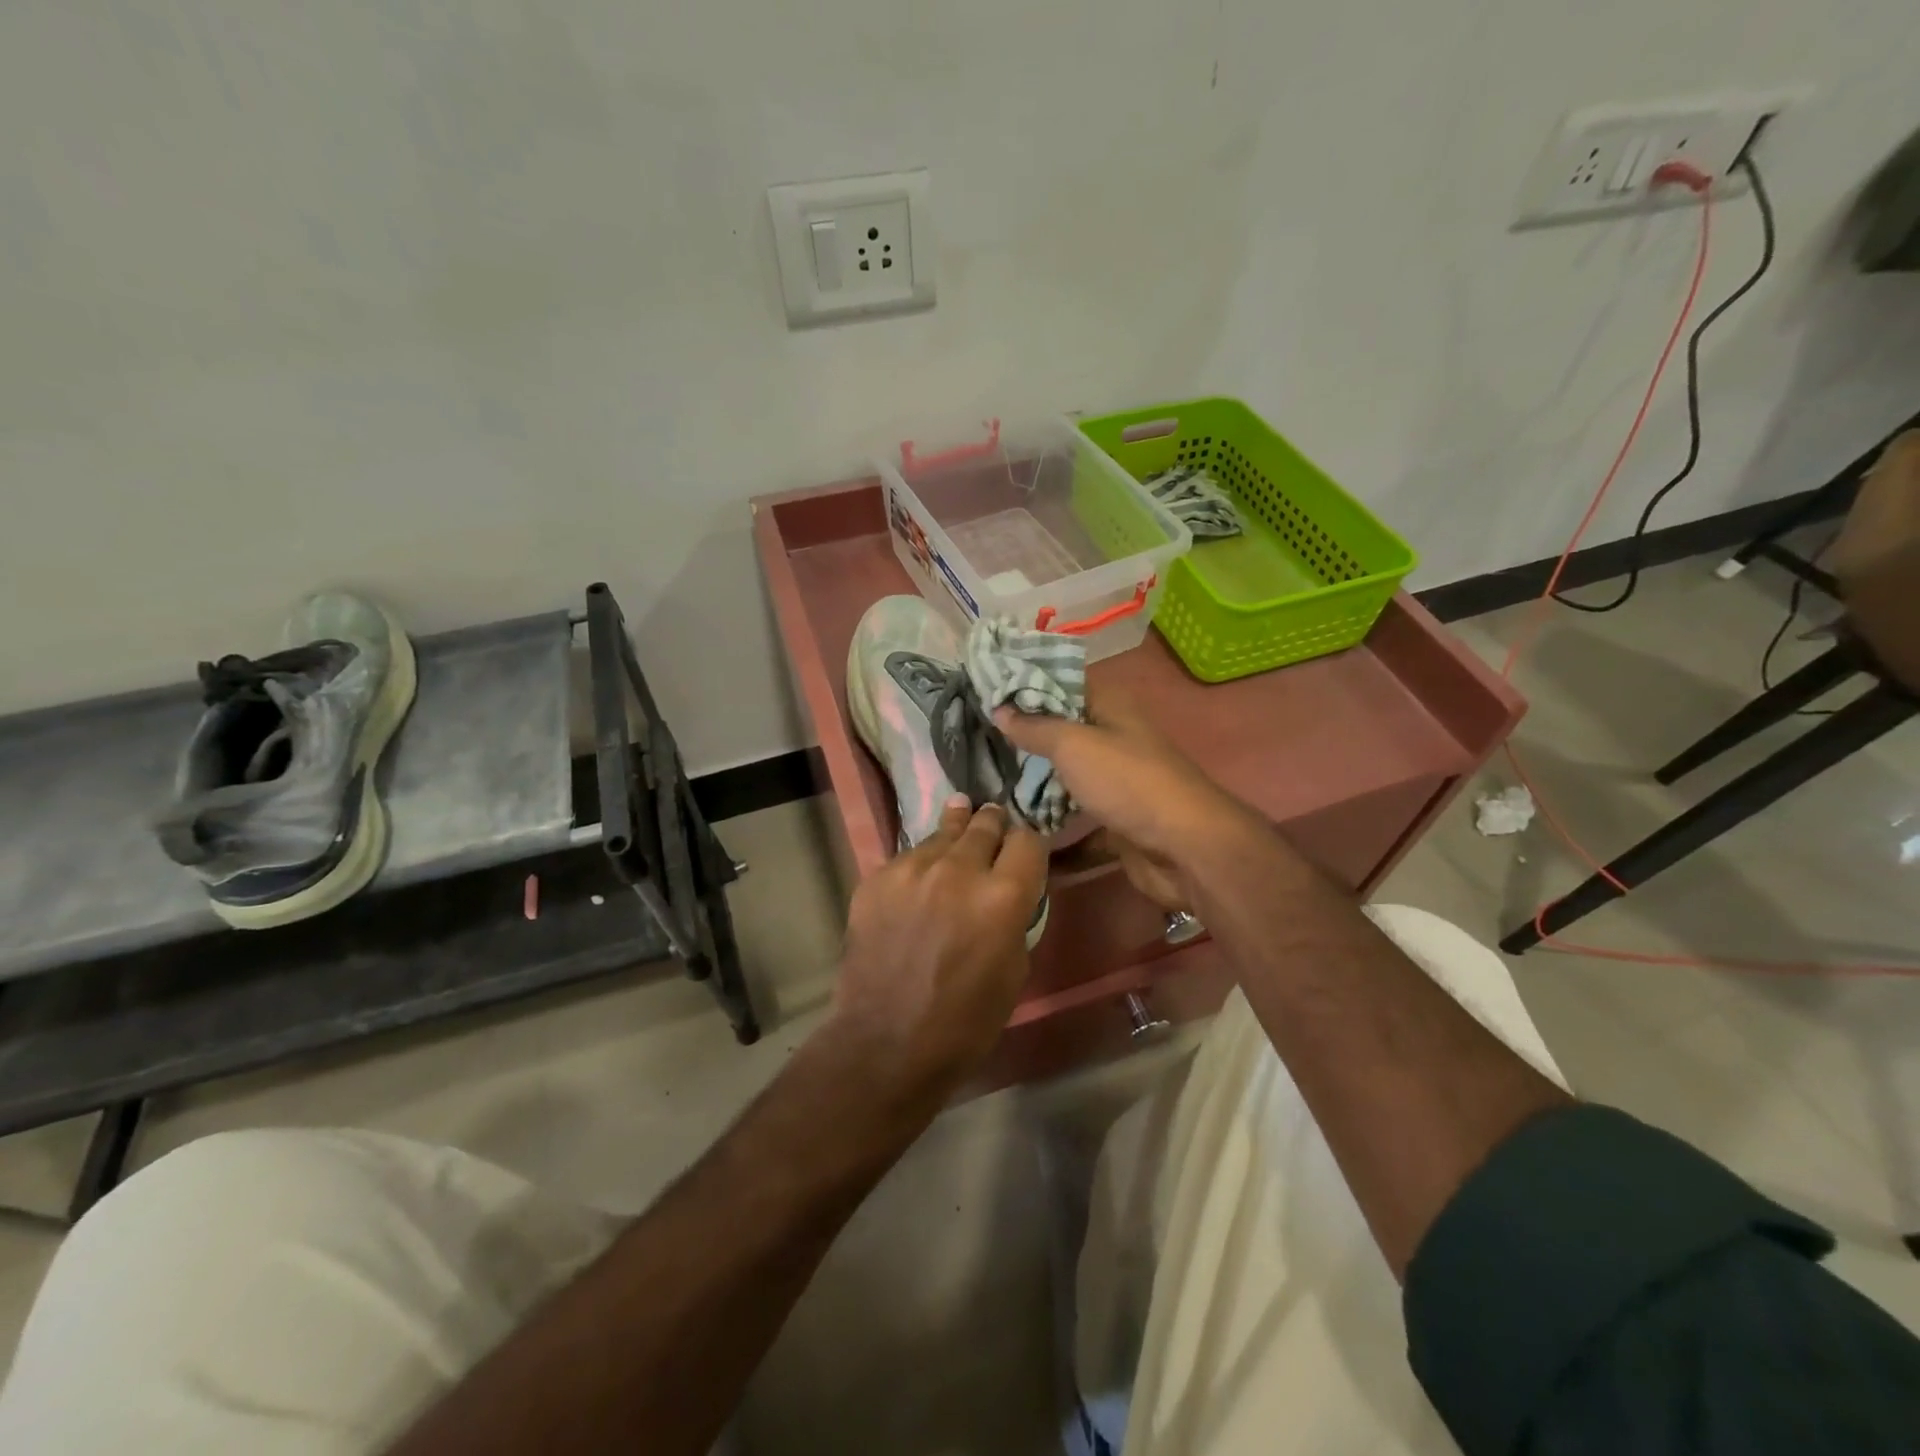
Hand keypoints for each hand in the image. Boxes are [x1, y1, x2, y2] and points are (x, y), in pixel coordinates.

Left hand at [830, 797, 1046, 1109]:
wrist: (885, 1042)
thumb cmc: (964, 1021)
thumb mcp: (1014, 970)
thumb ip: (1015, 917)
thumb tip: (1009, 892)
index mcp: (1003, 896)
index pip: (1029, 840)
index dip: (1030, 845)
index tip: (1025, 853)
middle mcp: (959, 869)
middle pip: (985, 823)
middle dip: (993, 825)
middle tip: (993, 822)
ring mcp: (912, 869)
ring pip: (943, 833)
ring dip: (956, 835)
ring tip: (960, 817)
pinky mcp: (877, 878)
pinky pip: (908, 857)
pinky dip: (920, 863)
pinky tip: (919, 877)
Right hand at [994, 688, 1253, 910]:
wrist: (1184, 848)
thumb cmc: (1127, 781)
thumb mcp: (1073, 745)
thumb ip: (1034, 727)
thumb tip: (999, 708)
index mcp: (1110, 708)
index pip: (1062, 683)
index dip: (1026, 684)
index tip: (984, 691)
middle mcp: (1114, 739)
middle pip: (1062, 732)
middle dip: (1022, 737)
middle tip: (975, 740)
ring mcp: (1116, 782)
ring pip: (1067, 778)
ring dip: (1034, 784)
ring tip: (985, 783)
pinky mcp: (1116, 821)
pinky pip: (1076, 820)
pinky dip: (1052, 827)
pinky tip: (1016, 831)